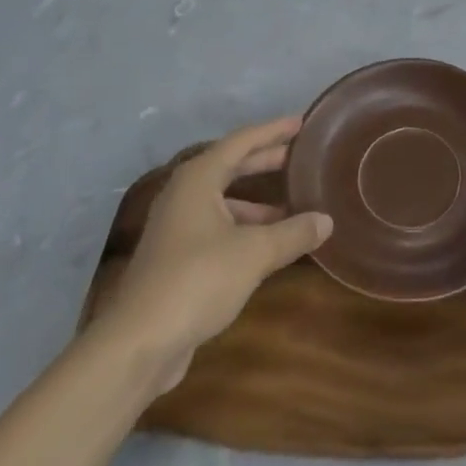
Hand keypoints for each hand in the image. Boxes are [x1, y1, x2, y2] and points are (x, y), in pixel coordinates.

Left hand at [97, 115, 331, 396]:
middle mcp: (184, 194)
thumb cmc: (197, 280)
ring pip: (223, 200)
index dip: (273, 131)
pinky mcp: (175, 257)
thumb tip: (326, 220)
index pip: (242, 141)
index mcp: (198, 178)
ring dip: (256, 202)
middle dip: (265, 161)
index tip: (301, 123)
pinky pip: (217, 226)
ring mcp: (177, 226)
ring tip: (292, 207)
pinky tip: (267, 245)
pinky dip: (243, 227)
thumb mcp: (255, 253)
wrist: (139, 342)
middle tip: (299, 157)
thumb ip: (293, 233)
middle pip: (230, 166)